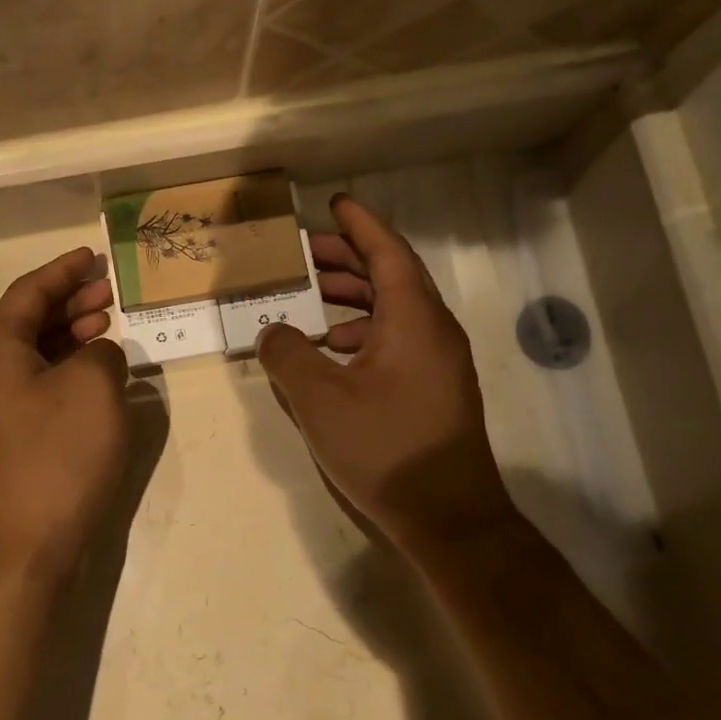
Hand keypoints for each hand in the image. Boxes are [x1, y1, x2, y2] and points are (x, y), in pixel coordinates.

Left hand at [0, 248, 130, 584]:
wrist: (24, 548)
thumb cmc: (57, 455)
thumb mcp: (93, 387)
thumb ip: (102, 353)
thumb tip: (97, 356)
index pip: (29, 292)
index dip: (62, 270)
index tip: (92, 256)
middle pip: (29, 320)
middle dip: (70, 300)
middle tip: (109, 291)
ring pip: (37, 354)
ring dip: (72, 334)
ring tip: (109, 323)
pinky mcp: (15, 440)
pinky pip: (43, 386)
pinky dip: (70, 370)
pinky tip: (99, 375)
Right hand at [257, 195, 519, 552]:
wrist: (447, 516)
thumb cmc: (385, 447)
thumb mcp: (319, 399)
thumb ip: (287, 355)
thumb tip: (273, 330)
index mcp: (413, 318)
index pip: (387, 252)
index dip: (359, 225)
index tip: (334, 203)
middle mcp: (433, 330)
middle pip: (391, 276)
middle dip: (348, 258)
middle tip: (305, 252)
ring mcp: (438, 360)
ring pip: (394, 308)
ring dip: (353, 295)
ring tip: (311, 296)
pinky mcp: (434, 387)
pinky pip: (396, 337)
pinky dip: (361, 329)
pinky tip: (330, 349)